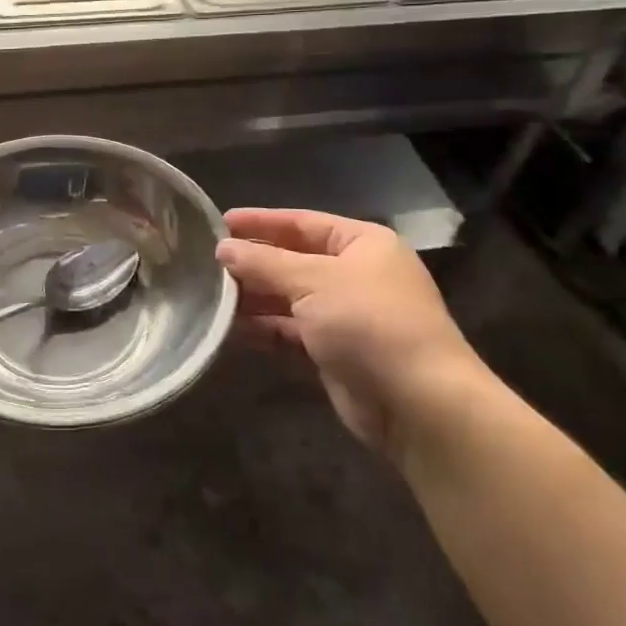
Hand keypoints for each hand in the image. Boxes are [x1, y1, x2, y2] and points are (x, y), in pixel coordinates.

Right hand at [216, 208, 489, 449]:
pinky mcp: (335, 352)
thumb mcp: (312, 282)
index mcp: (362, 244)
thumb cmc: (368, 323)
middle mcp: (356, 274)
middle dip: (253, 262)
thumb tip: (222, 248)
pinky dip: (264, 327)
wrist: (419, 404)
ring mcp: (346, 315)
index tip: (220, 223)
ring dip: (254, 296)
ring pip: (289, 297)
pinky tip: (231, 327)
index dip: (260, 222)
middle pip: (293, 260)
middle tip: (207, 262)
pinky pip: (291, 331)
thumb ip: (264, 263)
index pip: (302, 222)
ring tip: (211, 294)